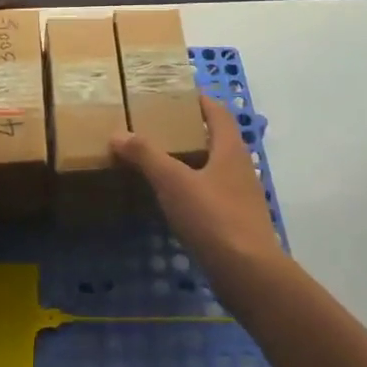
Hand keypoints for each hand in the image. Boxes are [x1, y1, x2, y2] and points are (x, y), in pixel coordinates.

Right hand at [111, 96, 282, 282]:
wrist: (248, 273)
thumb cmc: (213, 218)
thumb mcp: (173, 182)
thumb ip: (146, 156)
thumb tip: (118, 133)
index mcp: (230, 149)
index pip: (217, 112)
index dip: (198, 100)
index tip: (174, 93)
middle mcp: (239, 168)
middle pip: (216, 139)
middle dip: (189, 130)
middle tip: (156, 127)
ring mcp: (240, 197)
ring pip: (213, 168)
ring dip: (190, 161)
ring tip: (158, 160)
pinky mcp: (235, 222)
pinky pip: (210, 195)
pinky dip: (191, 189)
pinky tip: (171, 199)